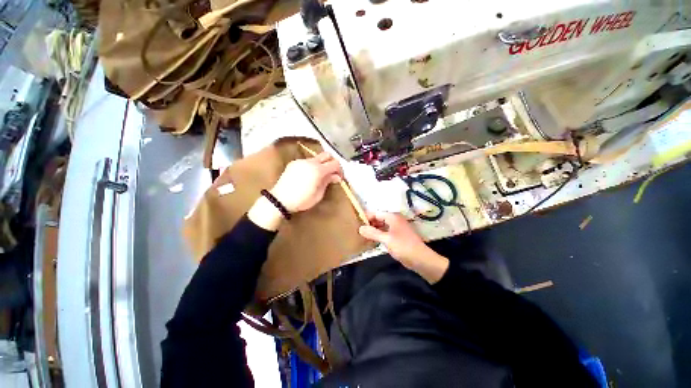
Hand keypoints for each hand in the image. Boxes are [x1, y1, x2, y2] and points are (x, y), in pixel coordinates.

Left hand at [248, 152, 341, 230]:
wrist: (280, 199)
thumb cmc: (302, 200)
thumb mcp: (318, 194)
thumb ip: (328, 182)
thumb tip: (336, 176)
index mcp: (318, 170)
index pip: (335, 163)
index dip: (339, 170)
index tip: (339, 177)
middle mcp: (310, 162)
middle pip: (326, 154)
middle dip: (332, 162)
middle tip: (331, 173)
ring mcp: (301, 161)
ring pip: (316, 158)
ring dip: (321, 164)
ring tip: (319, 176)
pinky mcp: (294, 163)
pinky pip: (307, 161)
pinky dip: (312, 166)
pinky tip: (308, 176)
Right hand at [358, 212, 448, 283]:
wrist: (421, 260)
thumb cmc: (403, 247)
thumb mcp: (386, 240)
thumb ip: (373, 233)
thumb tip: (360, 228)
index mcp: (393, 217)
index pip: (376, 213)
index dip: (366, 217)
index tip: (356, 223)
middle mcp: (395, 220)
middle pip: (379, 219)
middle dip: (369, 224)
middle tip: (358, 231)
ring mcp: (397, 228)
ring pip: (382, 226)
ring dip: (374, 230)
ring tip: (363, 236)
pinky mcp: (398, 236)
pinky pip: (385, 232)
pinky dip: (379, 235)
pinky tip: (372, 241)